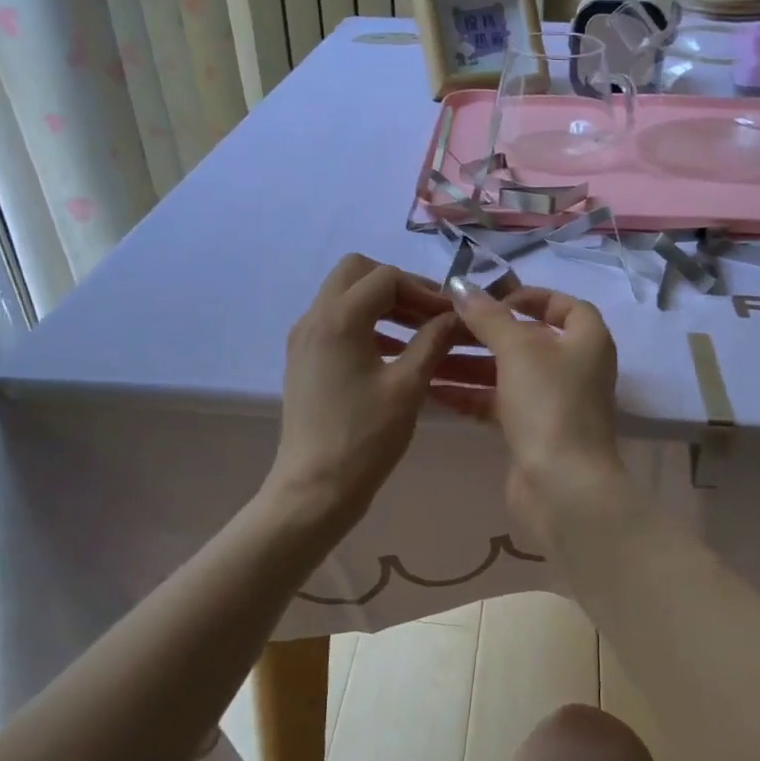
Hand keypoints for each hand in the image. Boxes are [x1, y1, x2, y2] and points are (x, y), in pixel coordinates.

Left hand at [267, 255, 491, 530]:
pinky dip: (365, 322)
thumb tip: (456, 316)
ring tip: (419, 331)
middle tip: (429, 313)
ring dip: (381, 303)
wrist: (314, 488)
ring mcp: (304, 338)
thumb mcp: (408, 386)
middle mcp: (314, 317)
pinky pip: (335, 321)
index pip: (385, 277)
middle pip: (356, 272)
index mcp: (338, 319)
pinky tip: (394, 350)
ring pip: (344, 295)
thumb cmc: (365, 438)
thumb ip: (433, 341)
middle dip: (397, 285)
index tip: (450, 314)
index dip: (423, 289)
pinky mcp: (303, 358)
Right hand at [445, 283, 627, 530]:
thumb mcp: (517, 349)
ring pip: (509, 373)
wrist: (562, 486)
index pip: (565, 305)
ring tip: (429, 356)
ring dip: (471, 364)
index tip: (493, 298)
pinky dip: (472, 395)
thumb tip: (462, 286)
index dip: (532, 296)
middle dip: (486, 332)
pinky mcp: (533, 432)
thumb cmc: (548, 403)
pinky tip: (434, 391)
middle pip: (528, 339)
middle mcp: (575, 368)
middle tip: (445, 324)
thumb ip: (488, 315)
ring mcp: (555, 402)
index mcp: (587, 340)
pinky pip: (499, 404)